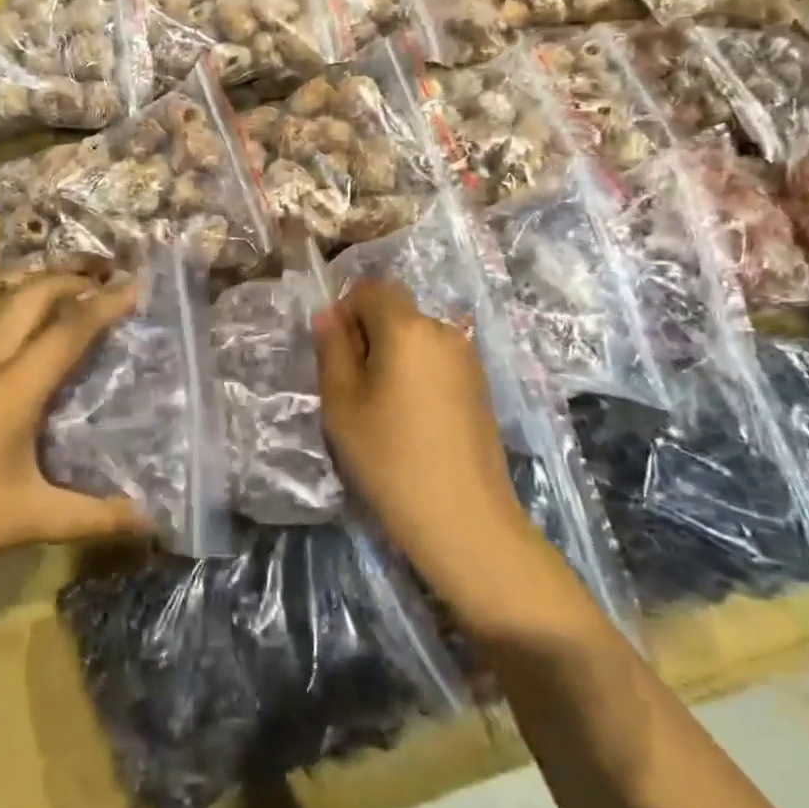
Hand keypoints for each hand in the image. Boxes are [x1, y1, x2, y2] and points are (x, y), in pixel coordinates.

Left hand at [0, 275, 151, 592]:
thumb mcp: (25, 520)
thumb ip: (91, 517)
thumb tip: (148, 520)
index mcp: (11, 388)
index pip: (68, 330)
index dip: (106, 304)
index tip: (136, 283)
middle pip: (30, 296)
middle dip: (70, 280)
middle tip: (104, 283)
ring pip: (0, 303)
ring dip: (38, 289)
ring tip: (68, 296)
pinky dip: (12, 309)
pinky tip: (17, 333)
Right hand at [314, 280, 541, 608]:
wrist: (464, 519)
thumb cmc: (390, 458)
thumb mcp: (343, 404)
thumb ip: (332, 349)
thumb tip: (329, 314)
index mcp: (407, 328)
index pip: (372, 288)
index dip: (347, 310)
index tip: (337, 353)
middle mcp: (443, 331)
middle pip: (396, 311)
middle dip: (369, 334)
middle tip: (353, 386)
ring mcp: (467, 359)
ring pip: (416, 337)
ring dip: (393, 355)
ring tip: (382, 408)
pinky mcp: (479, 386)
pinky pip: (436, 360)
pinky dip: (417, 373)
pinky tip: (412, 420)